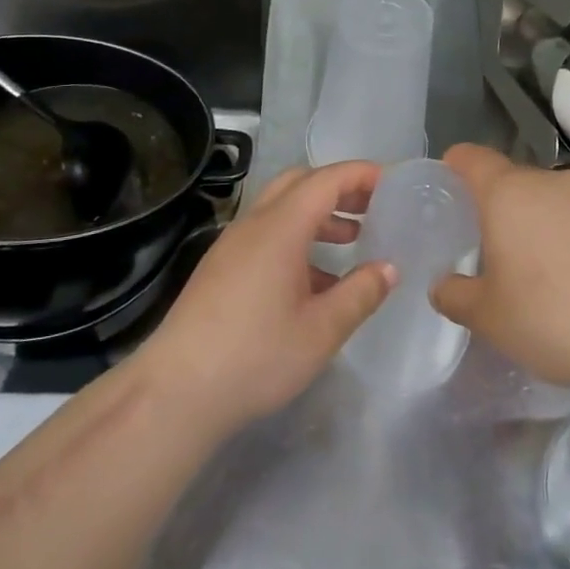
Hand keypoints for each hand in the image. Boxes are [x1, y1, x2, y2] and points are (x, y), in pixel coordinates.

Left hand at [131, 161, 394, 433]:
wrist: (176, 392)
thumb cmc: (256, 356)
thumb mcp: (322, 330)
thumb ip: (360, 293)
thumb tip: (388, 268)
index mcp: (280, 227)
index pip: (326, 180)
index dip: (361, 175)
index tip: (393, 184)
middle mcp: (253, 225)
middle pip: (299, 183)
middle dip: (339, 189)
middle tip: (373, 209)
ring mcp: (231, 246)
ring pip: (281, 210)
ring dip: (318, 216)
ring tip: (352, 243)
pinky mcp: (220, 269)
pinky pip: (265, 236)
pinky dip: (296, 240)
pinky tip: (314, 282)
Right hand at [430, 143, 569, 391]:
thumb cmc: (549, 316)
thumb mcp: (487, 316)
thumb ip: (455, 295)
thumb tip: (443, 286)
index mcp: (508, 193)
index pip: (473, 158)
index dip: (455, 164)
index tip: (444, 181)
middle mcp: (548, 183)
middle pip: (510, 178)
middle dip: (492, 200)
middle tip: (478, 236)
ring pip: (545, 197)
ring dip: (529, 218)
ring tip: (522, 260)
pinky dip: (560, 233)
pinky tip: (563, 273)